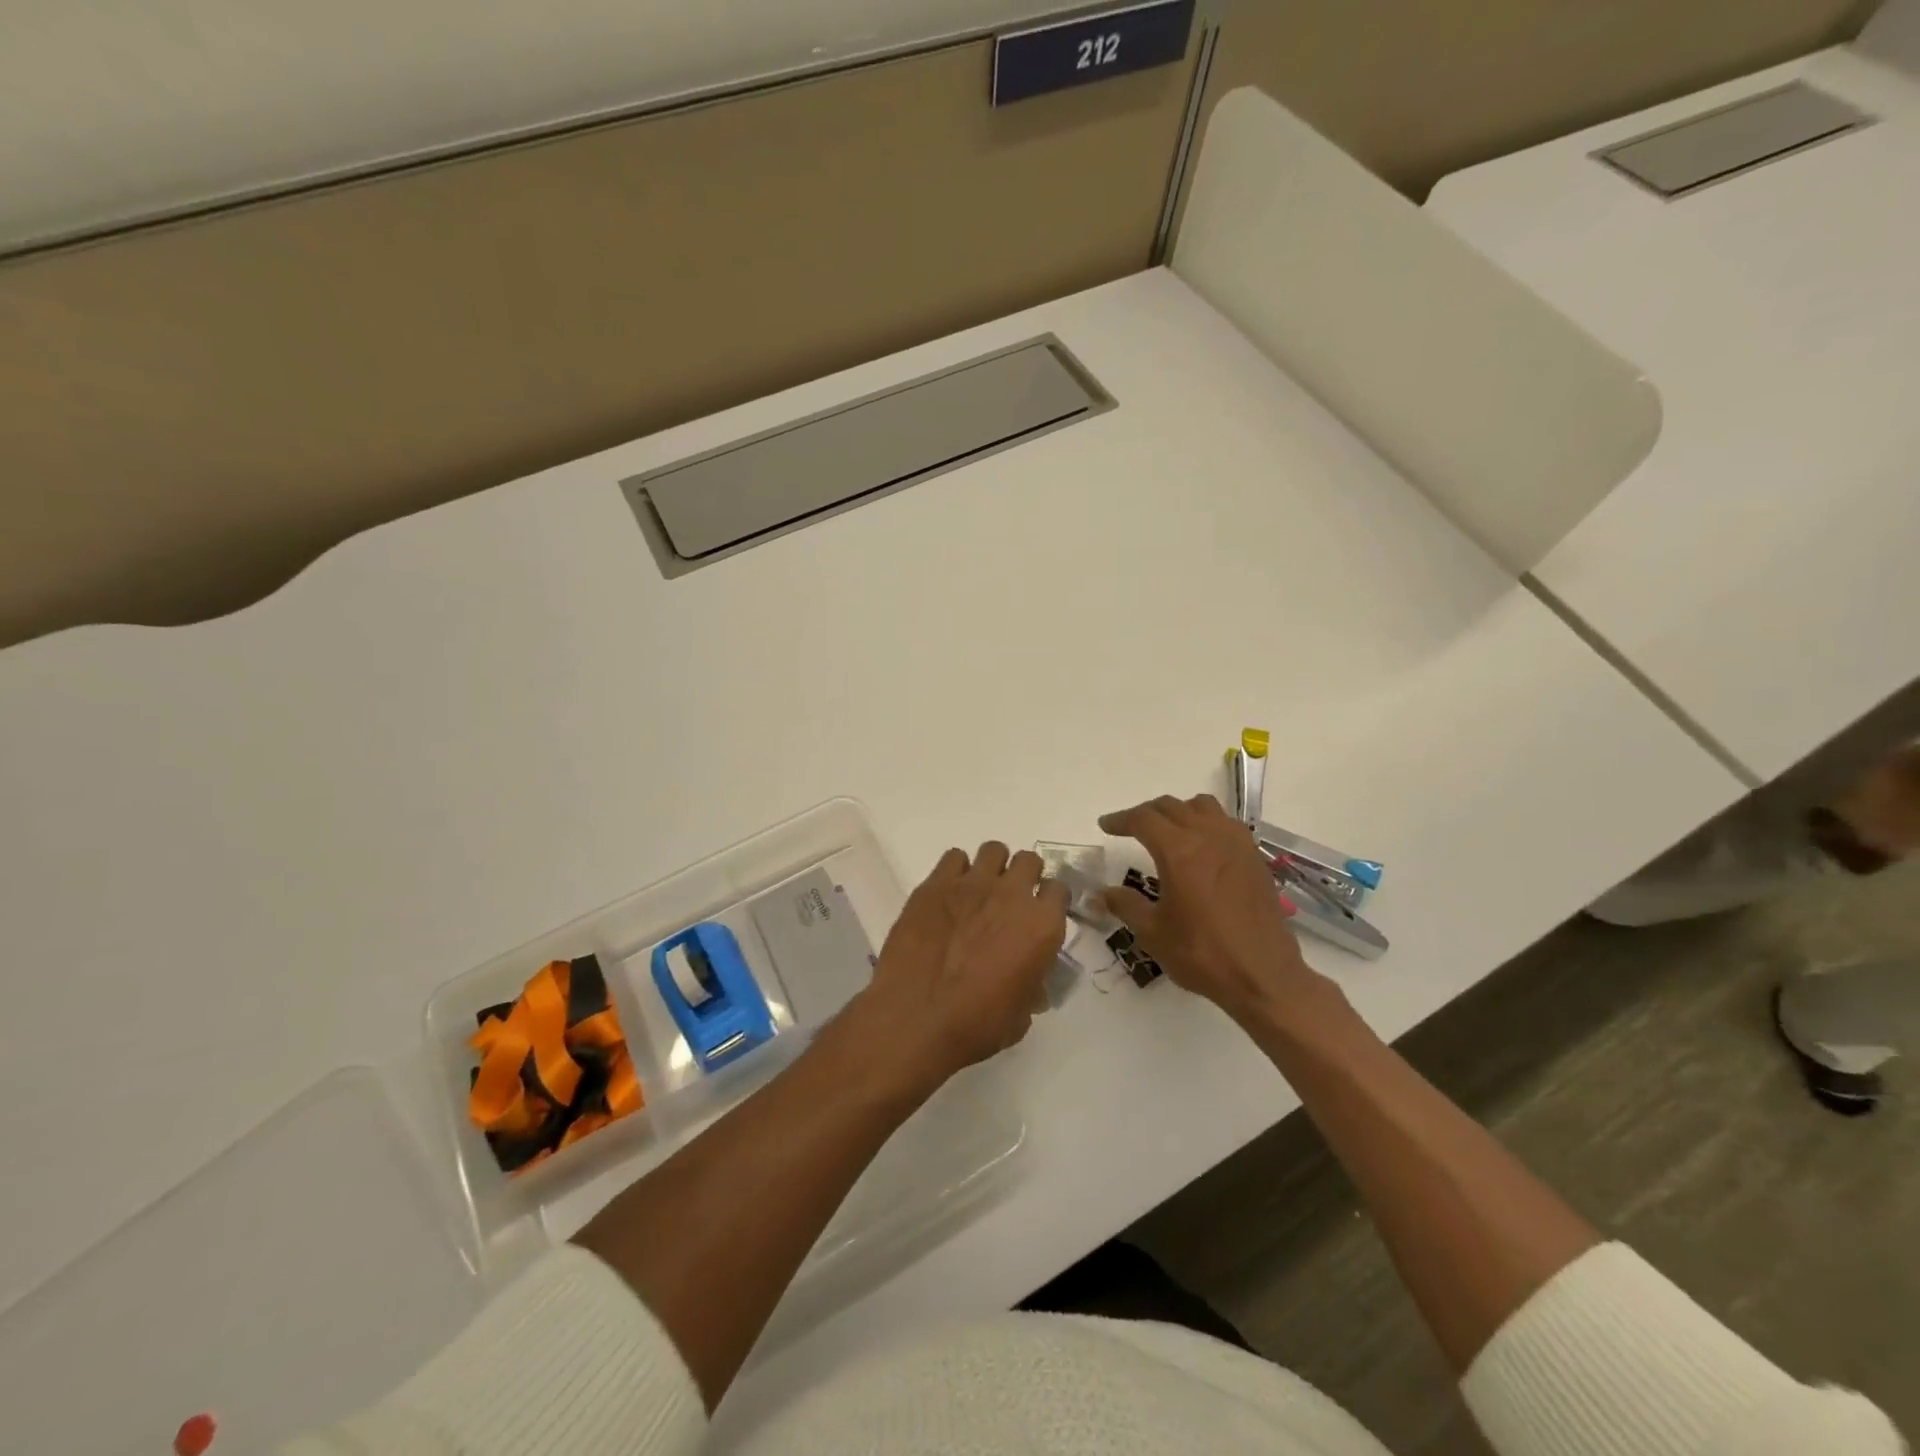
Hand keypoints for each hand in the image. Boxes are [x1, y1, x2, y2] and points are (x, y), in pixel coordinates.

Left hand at [849, 842, 1068, 1094]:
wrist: (917, 1017)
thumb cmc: (977, 1025)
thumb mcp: (1022, 1014)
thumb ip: (1032, 983)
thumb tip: (1028, 978)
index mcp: (1041, 925)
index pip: (1059, 890)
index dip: (1049, 902)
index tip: (1038, 916)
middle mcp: (1012, 894)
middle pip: (1029, 861)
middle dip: (1023, 877)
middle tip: (1008, 902)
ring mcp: (972, 884)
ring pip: (993, 850)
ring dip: (992, 868)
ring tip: (978, 893)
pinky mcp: (935, 883)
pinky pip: (954, 857)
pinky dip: (955, 871)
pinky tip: (948, 895)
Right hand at [1100, 794, 1327, 1026]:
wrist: (1263, 975)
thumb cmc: (1202, 954)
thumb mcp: (1153, 933)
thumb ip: (1125, 905)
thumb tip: (1101, 894)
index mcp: (1179, 851)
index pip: (1143, 819)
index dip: (1120, 819)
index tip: (1105, 826)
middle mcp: (1208, 836)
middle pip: (1171, 806)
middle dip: (1146, 813)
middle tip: (1130, 828)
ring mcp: (1236, 843)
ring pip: (1202, 806)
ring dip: (1179, 811)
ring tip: (1168, 830)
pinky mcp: (1254, 857)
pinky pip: (1226, 822)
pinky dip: (1207, 822)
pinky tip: (1202, 846)